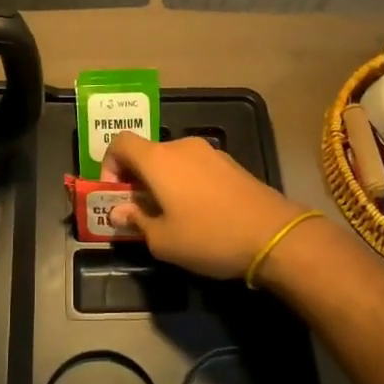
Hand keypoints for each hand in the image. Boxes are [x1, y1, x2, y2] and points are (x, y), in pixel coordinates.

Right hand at [100, 130, 308, 279]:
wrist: (274, 235)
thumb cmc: (209, 236)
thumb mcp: (163, 240)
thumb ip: (136, 221)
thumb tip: (118, 211)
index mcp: (158, 159)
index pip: (120, 143)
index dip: (109, 164)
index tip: (115, 194)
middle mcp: (181, 146)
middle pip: (147, 153)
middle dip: (137, 179)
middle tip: (140, 212)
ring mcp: (209, 152)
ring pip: (172, 161)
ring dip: (163, 182)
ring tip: (171, 216)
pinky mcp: (230, 164)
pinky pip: (195, 167)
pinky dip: (186, 183)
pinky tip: (199, 213)